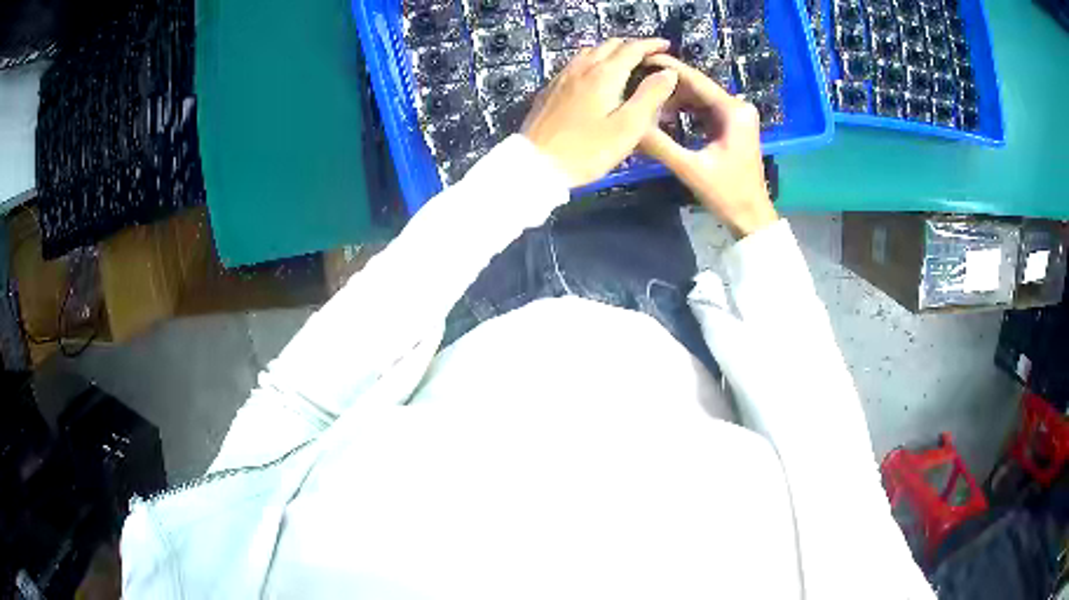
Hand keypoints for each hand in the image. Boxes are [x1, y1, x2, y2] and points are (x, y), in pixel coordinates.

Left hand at [522, 38, 678, 186]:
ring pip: (590, 52)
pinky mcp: (550, 89)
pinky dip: (593, 61)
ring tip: (624, 63)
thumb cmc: (587, 150)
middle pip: (609, 45)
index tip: (666, 46)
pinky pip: (575, 64)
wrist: (537, 164)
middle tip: (648, 56)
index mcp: (604, 75)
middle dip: (632, 46)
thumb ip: (650, 96)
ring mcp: (562, 77)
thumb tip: (667, 73)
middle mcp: (582, 68)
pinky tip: (594, 76)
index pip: (632, 49)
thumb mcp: (628, 127)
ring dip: (611, 51)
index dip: (651, 44)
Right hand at [638, 54, 777, 238]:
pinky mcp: (732, 126)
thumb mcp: (691, 169)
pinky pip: (703, 110)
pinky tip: (663, 117)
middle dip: (667, 86)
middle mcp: (737, 106)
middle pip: (696, 86)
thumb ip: (659, 145)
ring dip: (673, 100)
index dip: (666, 68)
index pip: (695, 80)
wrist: (752, 218)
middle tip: (635, 85)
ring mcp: (736, 116)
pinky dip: (684, 112)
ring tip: (645, 103)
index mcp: (733, 110)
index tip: (639, 58)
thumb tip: (629, 125)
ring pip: (698, 98)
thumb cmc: (727, 194)